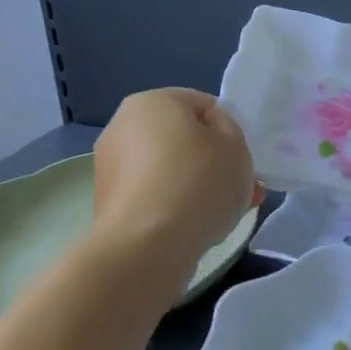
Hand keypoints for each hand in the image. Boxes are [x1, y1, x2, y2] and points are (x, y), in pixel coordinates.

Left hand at [90, 89, 260, 264]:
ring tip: (226, 213)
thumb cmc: (197, 182)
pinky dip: (176, 205)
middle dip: (213, 160)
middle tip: (241, 186)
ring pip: (170, 169)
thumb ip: (228, 128)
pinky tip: (198, 226)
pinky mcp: (108, 204)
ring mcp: (110, 167)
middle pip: (183, 138)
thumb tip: (210, 132)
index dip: (229, 129)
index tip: (242, 157)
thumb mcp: (236, 144)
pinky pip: (154, 195)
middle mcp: (122, 126)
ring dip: (197, 185)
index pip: (202, 104)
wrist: (146, 248)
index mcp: (151, 101)